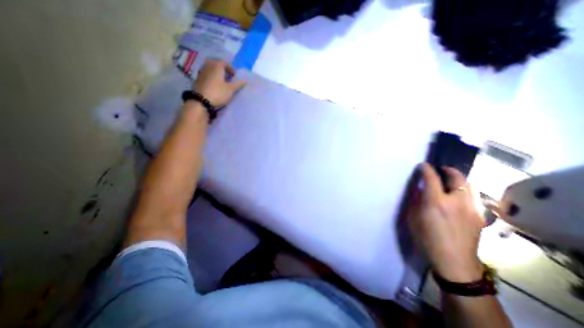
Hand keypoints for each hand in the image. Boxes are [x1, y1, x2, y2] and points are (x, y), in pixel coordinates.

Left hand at [194, 59, 243, 106]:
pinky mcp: (198, 79)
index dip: (231, 68)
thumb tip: (245, 80)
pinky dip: (212, 77)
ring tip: (222, 81)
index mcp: (216, 66)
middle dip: (223, 69)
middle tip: (228, 76)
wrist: (201, 101)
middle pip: (216, 64)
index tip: (235, 76)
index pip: (224, 62)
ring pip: (210, 69)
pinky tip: (215, 85)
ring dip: (217, 73)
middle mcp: (208, 66)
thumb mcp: (231, 89)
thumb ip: (238, 84)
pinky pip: (207, 74)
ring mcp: (202, 72)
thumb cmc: (218, 93)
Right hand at [408, 164, 486, 281]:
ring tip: (450, 181)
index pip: (431, 178)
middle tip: (439, 169)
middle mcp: (456, 201)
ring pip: (469, 185)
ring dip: (458, 179)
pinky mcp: (479, 215)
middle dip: (448, 170)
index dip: (426, 169)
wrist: (454, 260)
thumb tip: (419, 188)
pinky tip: (458, 195)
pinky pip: (473, 196)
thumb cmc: (427, 238)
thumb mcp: (413, 218)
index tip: (422, 165)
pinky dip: (465, 190)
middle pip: (457, 177)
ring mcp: (471, 208)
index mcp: (436, 202)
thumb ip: (416, 200)